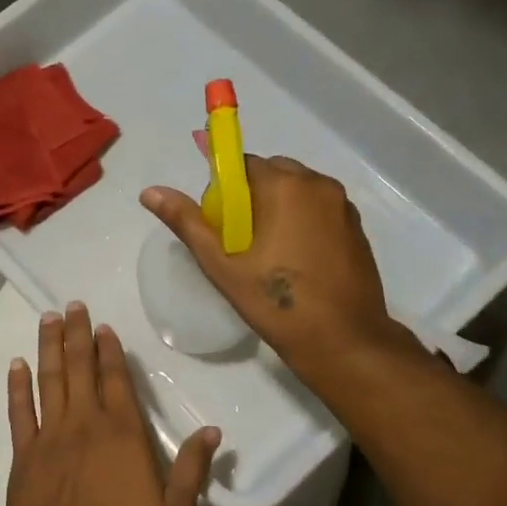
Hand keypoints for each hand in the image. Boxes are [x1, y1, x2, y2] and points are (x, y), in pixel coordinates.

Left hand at [5, 302, 220, 505]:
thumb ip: (193, 469)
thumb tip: (213, 432)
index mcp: (122, 431)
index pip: (116, 379)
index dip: (109, 350)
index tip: (103, 326)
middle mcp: (85, 421)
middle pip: (80, 368)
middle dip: (77, 334)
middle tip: (72, 305)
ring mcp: (50, 434)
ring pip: (49, 379)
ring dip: (49, 347)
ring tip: (48, 318)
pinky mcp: (24, 452)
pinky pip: (19, 410)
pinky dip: (17, 385)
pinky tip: (16, 364)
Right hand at [141, 156, 397, 371]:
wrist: (343, 340)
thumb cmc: (277, 302)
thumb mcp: (223, 265)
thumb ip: (187, 222)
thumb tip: (149, 192)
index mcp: (285, 185)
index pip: (242, 164)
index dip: (225, 191)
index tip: (220, 225)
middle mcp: (318, 184)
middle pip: (272, 173)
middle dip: (252, 197)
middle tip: (241, 242)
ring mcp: (343, 205)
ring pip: (298, 191)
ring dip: (278, 208)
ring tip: (269, 254)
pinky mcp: (357, 227)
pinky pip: (319, 209)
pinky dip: (302, 221)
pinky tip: (295, 261)